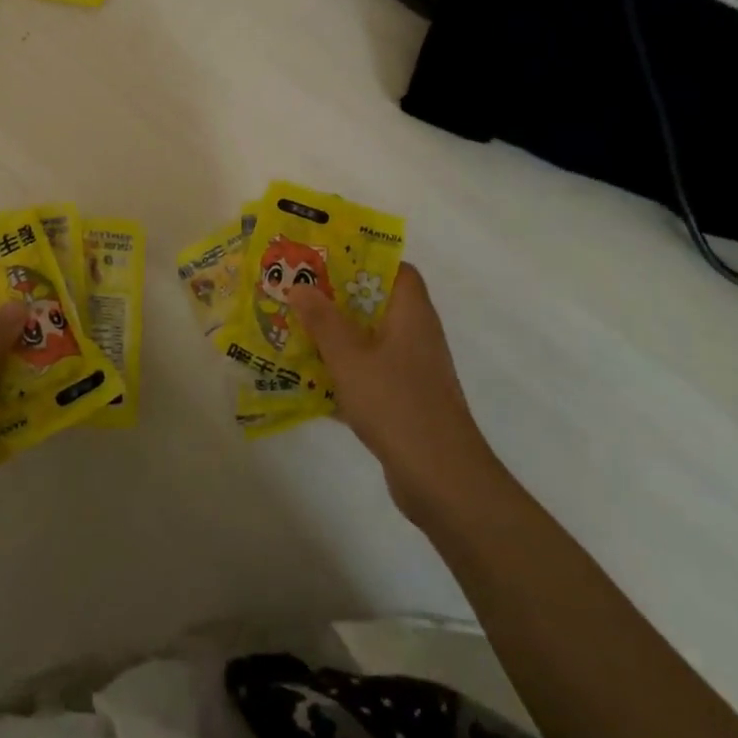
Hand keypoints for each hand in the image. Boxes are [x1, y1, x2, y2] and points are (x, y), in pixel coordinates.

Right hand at [289, 263, 497, 524]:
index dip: (365, 259)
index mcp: (411, 314)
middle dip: (338, 298)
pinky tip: (310, 379)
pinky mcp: (406, 400)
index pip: (397, 270)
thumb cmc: (396, 404)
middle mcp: (417, 335)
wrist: (441, 479)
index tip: (326, 259)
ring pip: (371, 340)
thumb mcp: (349, 358)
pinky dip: (345, 371)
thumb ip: (323, 320)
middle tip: (299, 291)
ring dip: (337, 336)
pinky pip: (371, 372)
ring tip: (296, 329)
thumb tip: (301, 286)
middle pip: (378, 304)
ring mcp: (413, 370)